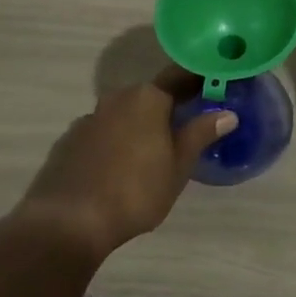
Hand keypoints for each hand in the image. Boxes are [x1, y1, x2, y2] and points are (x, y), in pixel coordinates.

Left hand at [14, 67, 236, 262]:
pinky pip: (103, 134)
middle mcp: (117, 98)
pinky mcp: (70, 141)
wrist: (68, 220)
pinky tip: (121, 168)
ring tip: (155, 153)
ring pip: (125, 115)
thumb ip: (200, 134)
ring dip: (141, 126)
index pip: (180, 76)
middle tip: (189, 127)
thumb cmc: (135, 190)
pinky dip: (117, 142)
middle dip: (169, 108)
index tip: (215, 86)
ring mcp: (89, 119)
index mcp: (147, 98)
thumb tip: (227, 113)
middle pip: (151, 96)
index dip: (199, 80)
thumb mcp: (178, 166)